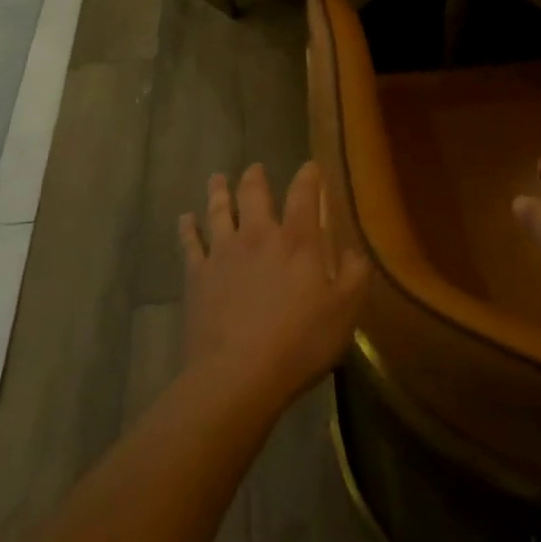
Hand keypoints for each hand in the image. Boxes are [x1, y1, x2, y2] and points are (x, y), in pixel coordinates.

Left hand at [180, 163, 368, 408]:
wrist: (237, 375)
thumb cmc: (299, 343)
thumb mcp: (344, 312)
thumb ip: (355, 275)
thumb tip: (355, 251)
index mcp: (298, 241)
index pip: (304, 194)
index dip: (308, 176)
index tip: (310, 165)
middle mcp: (259, 235)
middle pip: (254, 194)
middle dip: (256, 177)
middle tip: (254, 168)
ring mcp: (224, 253)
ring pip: (219, 211)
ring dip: (219, 192)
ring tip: (217, 178)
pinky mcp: (198, 276)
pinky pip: (190, 243)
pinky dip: (187, 228)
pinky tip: (185, 219)